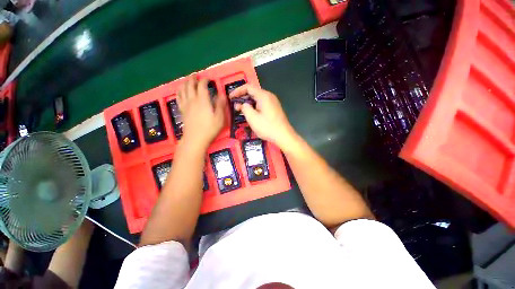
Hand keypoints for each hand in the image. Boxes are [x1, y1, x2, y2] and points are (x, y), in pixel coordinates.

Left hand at [178, 76, 225, 148]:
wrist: (195, 139)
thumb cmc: (210, 129)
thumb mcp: (220, 118)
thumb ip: (220, 105)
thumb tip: (222, 94)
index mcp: (203, 100)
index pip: (202, 85)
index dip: (205, 80)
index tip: (209, 79)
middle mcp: (192, 100)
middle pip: (190, 85)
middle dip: (193, 78)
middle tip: (196, 75)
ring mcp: (186, 105)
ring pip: (182, 89)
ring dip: (185, 82)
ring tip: (188, 80)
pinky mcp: (182, 110)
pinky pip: (178, 97)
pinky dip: (179, 91)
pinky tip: (181, 90)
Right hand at [230, 85, 295, 148]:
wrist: (284, 136)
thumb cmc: (267, 127)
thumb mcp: (252, 118)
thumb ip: (244, 108)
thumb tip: (242, 104)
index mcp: (264, 96)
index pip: (248, 87)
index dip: (237, 91)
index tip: (230, 98)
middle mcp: (269, 96)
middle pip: (253, 92)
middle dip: (242, 98)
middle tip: (235, 106)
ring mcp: (273, 102)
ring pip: (257, 99)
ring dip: (248, 103)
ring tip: (241, 111)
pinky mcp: (274, 109)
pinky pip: (262, 104)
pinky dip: (254, 107)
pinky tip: (251, 114)